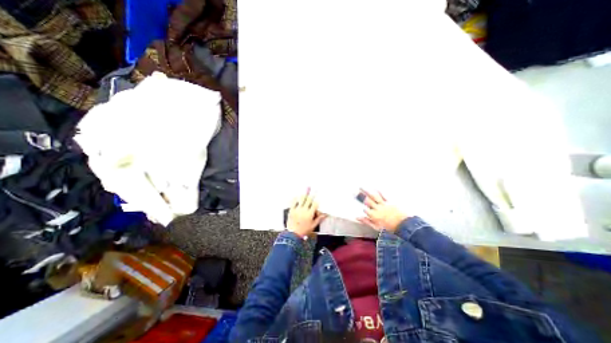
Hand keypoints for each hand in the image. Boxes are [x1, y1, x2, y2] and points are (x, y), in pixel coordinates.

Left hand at [288, 188, 326, 238]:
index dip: (317, 200)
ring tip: (307, 189)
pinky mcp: (291, 210)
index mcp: (310, 214)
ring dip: (305, 194)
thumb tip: (325, 214)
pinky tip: (297, 195)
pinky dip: (295, 198)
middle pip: (309, 200)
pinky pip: (293, 202)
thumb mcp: (313, 225)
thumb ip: (319, 219)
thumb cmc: (304, 230)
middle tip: (314, 189)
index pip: (315, 204)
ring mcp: (297, 209)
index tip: (319, 197)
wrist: (293, 234)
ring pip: (301, 199)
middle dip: (312, 194)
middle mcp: (304, 210)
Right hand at [359, 190, 407, 232]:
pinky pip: (384, 196)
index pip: (365, 209)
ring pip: (373, 197)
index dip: (362, 206)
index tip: (357, 202)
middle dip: (360, 195)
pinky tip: (375, 187)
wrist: (404, 225)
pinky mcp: (390, 202)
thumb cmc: (389, 227)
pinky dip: (379, 191)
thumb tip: (357, 217)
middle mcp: (377, 209)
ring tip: (361, 187)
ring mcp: (383, 204)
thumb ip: (366, 221)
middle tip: (354, 190)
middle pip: (367, 201)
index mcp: (374, 215)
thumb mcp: (376, 227)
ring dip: (367, 191)